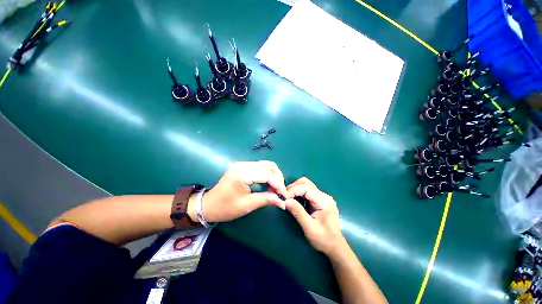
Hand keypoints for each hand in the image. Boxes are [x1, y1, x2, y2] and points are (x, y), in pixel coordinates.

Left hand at [198, 161, 287, 222]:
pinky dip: (268, 175)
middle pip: (269, 165)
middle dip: (278, 178)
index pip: (267, 175)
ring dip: (274, 176)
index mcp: (242, 173)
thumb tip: (283, 202)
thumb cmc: (225, 207)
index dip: (278, 184)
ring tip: (275, 189)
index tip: (285, 195)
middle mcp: (243, 165)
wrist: (208, 205)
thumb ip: (266, 200)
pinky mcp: (243, 167)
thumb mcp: (247, 205)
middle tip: (280, 192)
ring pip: (266, 165)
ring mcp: (243, 164)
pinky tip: (268, 184)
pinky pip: (260, 167)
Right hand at [285, 177, 345, 256]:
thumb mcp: (310, 228)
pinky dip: (298, 193)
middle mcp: (323, 196)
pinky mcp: (319, 200)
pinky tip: (294, 200)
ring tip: (288, 198)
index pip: (306, 188)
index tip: (284, 197)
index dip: (293, 190)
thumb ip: (298, 213)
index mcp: (324, 201)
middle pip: (306, 183)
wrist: (335, 246)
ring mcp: (322, 197)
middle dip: (293, 188)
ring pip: (305, 185)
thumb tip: (286, 201)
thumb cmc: (324, 239)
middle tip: (284, 197)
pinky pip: (306, 191)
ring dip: (295, 189)